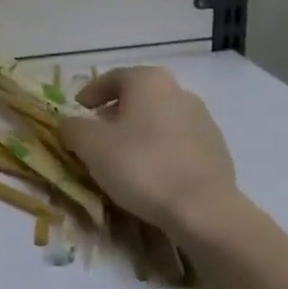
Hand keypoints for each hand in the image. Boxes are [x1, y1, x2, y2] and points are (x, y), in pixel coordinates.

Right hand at [61, 66, 238, 236]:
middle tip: (98, 136)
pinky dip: (161, 150)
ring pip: (159, 120)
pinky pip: (178, 142)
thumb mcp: (91, 145)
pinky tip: (152, 175)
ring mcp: (202, 120)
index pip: (111, 78)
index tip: (78, 110)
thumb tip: (69, 124)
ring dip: (139, 133)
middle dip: (115, 114)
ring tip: (124, 159)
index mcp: (148, 80)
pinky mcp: (217, 149)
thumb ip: (72, 127)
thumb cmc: (141, 166)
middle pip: (138, 97)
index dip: (90, 93)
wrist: (204, 210)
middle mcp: (178, 91)